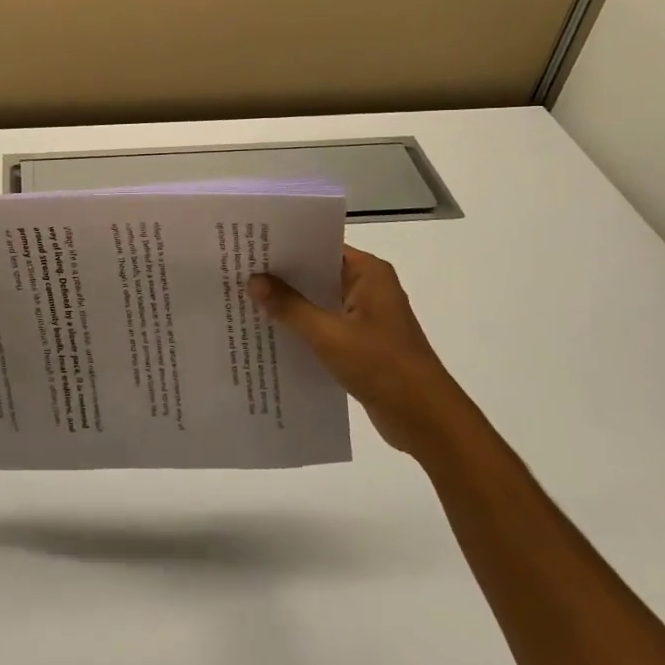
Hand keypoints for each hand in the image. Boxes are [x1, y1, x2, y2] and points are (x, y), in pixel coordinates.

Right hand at [249, 245, 453, 453]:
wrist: (427, 420)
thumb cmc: (383, 367)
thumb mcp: (329, 335)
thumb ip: (290, 307)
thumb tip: (253, 280)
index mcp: (368, 273)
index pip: (320, 245)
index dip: (285, 245)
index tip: (249, 245)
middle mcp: (368, 286)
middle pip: (317, 271)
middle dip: (281, 275)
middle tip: (238, 270)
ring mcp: (366, 315)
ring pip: (319, 299)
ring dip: (290, 303)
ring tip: (245, 298)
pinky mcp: (362, 341)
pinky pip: (324, 323)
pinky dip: (302, 326)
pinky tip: (269, 331)